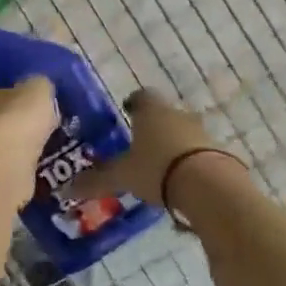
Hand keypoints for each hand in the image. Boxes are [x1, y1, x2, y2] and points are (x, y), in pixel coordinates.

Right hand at [69, 90, 243, 208]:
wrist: (209, 185)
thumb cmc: (157, 168)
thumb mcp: (122, 176)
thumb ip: (95, 180)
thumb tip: (67, 188)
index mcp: (151, 110)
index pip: (140, 97)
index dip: (132, 104)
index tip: (126, 113)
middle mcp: (177, 113)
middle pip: (162, 115)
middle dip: (151, 128)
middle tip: (138, 146)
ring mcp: (201, 131)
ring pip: (181, 133)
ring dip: (171, 145)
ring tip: (158, 167)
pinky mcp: (218, 151)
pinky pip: (198, 153)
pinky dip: (188, 162)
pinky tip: (180, 181)